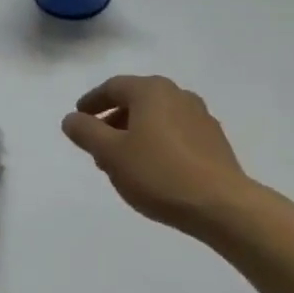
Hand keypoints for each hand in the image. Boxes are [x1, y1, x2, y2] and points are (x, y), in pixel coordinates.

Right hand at [61, 75, 256, 237]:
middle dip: (113, 120)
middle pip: (136, 100)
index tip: (79, 117)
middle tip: (97, 144)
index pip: (113, 87)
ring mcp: (200, 116)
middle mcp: (177, 94)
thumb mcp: (111, 153)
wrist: (222, 205)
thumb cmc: (158, 173)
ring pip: (156, 117)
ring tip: (122, 161)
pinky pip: (175, 133)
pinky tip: (153, 168)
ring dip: (135, 132)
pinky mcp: (214, 140)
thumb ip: (86, 132)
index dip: (92, 102)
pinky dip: (157, 142)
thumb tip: (71, 119)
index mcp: (151, 90)